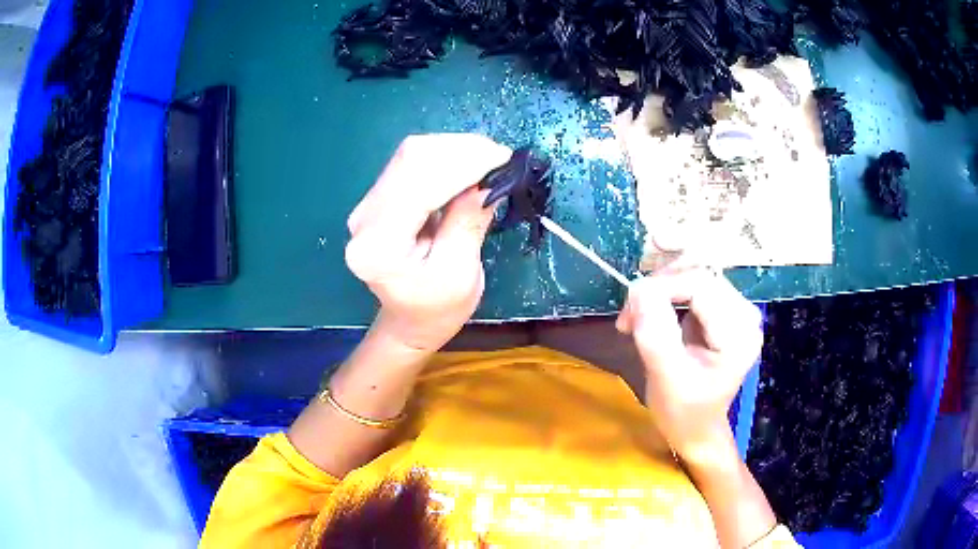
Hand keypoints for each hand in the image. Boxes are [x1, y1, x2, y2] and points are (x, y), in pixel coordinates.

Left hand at [345, 134, 512, 353]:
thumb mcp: (461, 273)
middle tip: (500, 157)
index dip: (462, 163)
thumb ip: (468, 221)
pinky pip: (413, 162)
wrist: (409, 320)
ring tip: (489, 161)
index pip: (419, 185)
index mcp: (379, 246)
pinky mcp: (379, 197)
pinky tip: (469, 164)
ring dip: (455, 150)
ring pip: (412, 154)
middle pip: (411, 159)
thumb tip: (487, 177)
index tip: (503, 158)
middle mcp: (364, 218)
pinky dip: (445, 157)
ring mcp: (367, 204)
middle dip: (461, 150)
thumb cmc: (437, 309)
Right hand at [616, 269, 762, 459]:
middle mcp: (745, 314)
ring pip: (692, 274)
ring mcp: (736, 310)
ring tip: (636, 317)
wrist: (695, 427)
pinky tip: (650, 314)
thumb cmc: (683, 412)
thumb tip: (638, 289)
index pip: (701, 285)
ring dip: (659, 288)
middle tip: (629, 315)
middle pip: (698, 274)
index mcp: (739, 334)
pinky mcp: (723, 309)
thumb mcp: (666, 380)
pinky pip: (691, 284)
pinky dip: (665, 293)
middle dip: (658, 287)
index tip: (630, 311)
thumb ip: (655, 335)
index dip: (662, 287)